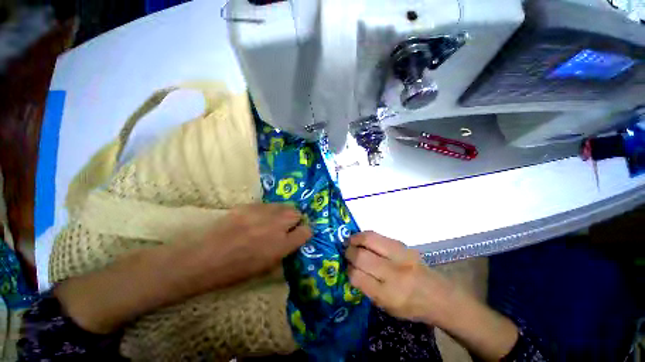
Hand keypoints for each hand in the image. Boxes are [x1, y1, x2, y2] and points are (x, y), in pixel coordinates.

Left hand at [172, 203, 311, 293]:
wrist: (204, 259)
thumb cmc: (235, 271)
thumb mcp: (266, 267)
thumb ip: (284, 251)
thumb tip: (292, 240)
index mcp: (281, 245)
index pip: (306, 231)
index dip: (305, 232)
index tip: (300, 233)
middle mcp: (275, 226)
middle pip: (296, 213)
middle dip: (294, 219)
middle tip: (286, 226)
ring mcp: (262, 213)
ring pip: (283, 206)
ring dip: (282, 213)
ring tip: (272, 220)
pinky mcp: (249, 206)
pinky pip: (266, 205)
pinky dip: (267, 211)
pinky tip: (256, 218)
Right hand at [345, 231, 450, 322]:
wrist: (438, 294)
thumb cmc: (410, 306)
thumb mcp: (386, 306)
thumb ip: (367, 287)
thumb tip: (350, 267)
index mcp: (388, 295)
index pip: (357, 276)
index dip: (348, 269)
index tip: (346, 267)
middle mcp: (394, 273)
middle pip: (362, 256)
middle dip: (349, 252)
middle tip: (346, 252)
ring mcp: (400, 255)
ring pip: (369, 239)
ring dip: (355, 239)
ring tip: (351, 242)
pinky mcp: (402, 244)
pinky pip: (377, 235)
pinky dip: (365, 236)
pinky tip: (363, 240)